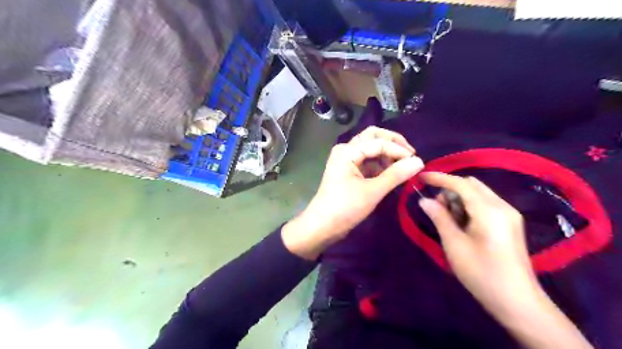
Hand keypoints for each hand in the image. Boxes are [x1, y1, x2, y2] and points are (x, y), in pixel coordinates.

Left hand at [281, 126, 422, 259]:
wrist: (322, 226)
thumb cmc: (345, 208)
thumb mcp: (372, 191)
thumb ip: (396, 175)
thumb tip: (419, 162)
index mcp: (348, 151)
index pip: (379, 142)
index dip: (399, 150)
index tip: (417, 162)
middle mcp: (346, 150)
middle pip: (373, 137)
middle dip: (393, 143)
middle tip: (410, 155)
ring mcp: (346, 160)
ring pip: (371, 148)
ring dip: (387, 154)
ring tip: (403, 167)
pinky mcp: (349, 171)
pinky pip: (368, 161)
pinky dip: (381, 164)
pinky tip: (392, 173)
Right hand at [418, 174, 591, 347]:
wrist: (517, 302)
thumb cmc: (481, 273)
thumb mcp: (454, 244)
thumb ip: (439, 218)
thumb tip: (424, 200)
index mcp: (489, 210)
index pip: (460, 184)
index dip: (439, 178)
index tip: (421, 177)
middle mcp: (502, 206)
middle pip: (471, 184)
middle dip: (450, 190)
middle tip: (436, 208)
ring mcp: (509, 214)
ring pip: (478, 193)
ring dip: (459, 199)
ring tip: (449, 220)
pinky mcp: (510, 223)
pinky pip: (485, 204)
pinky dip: (469, 207)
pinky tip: (462, 224)